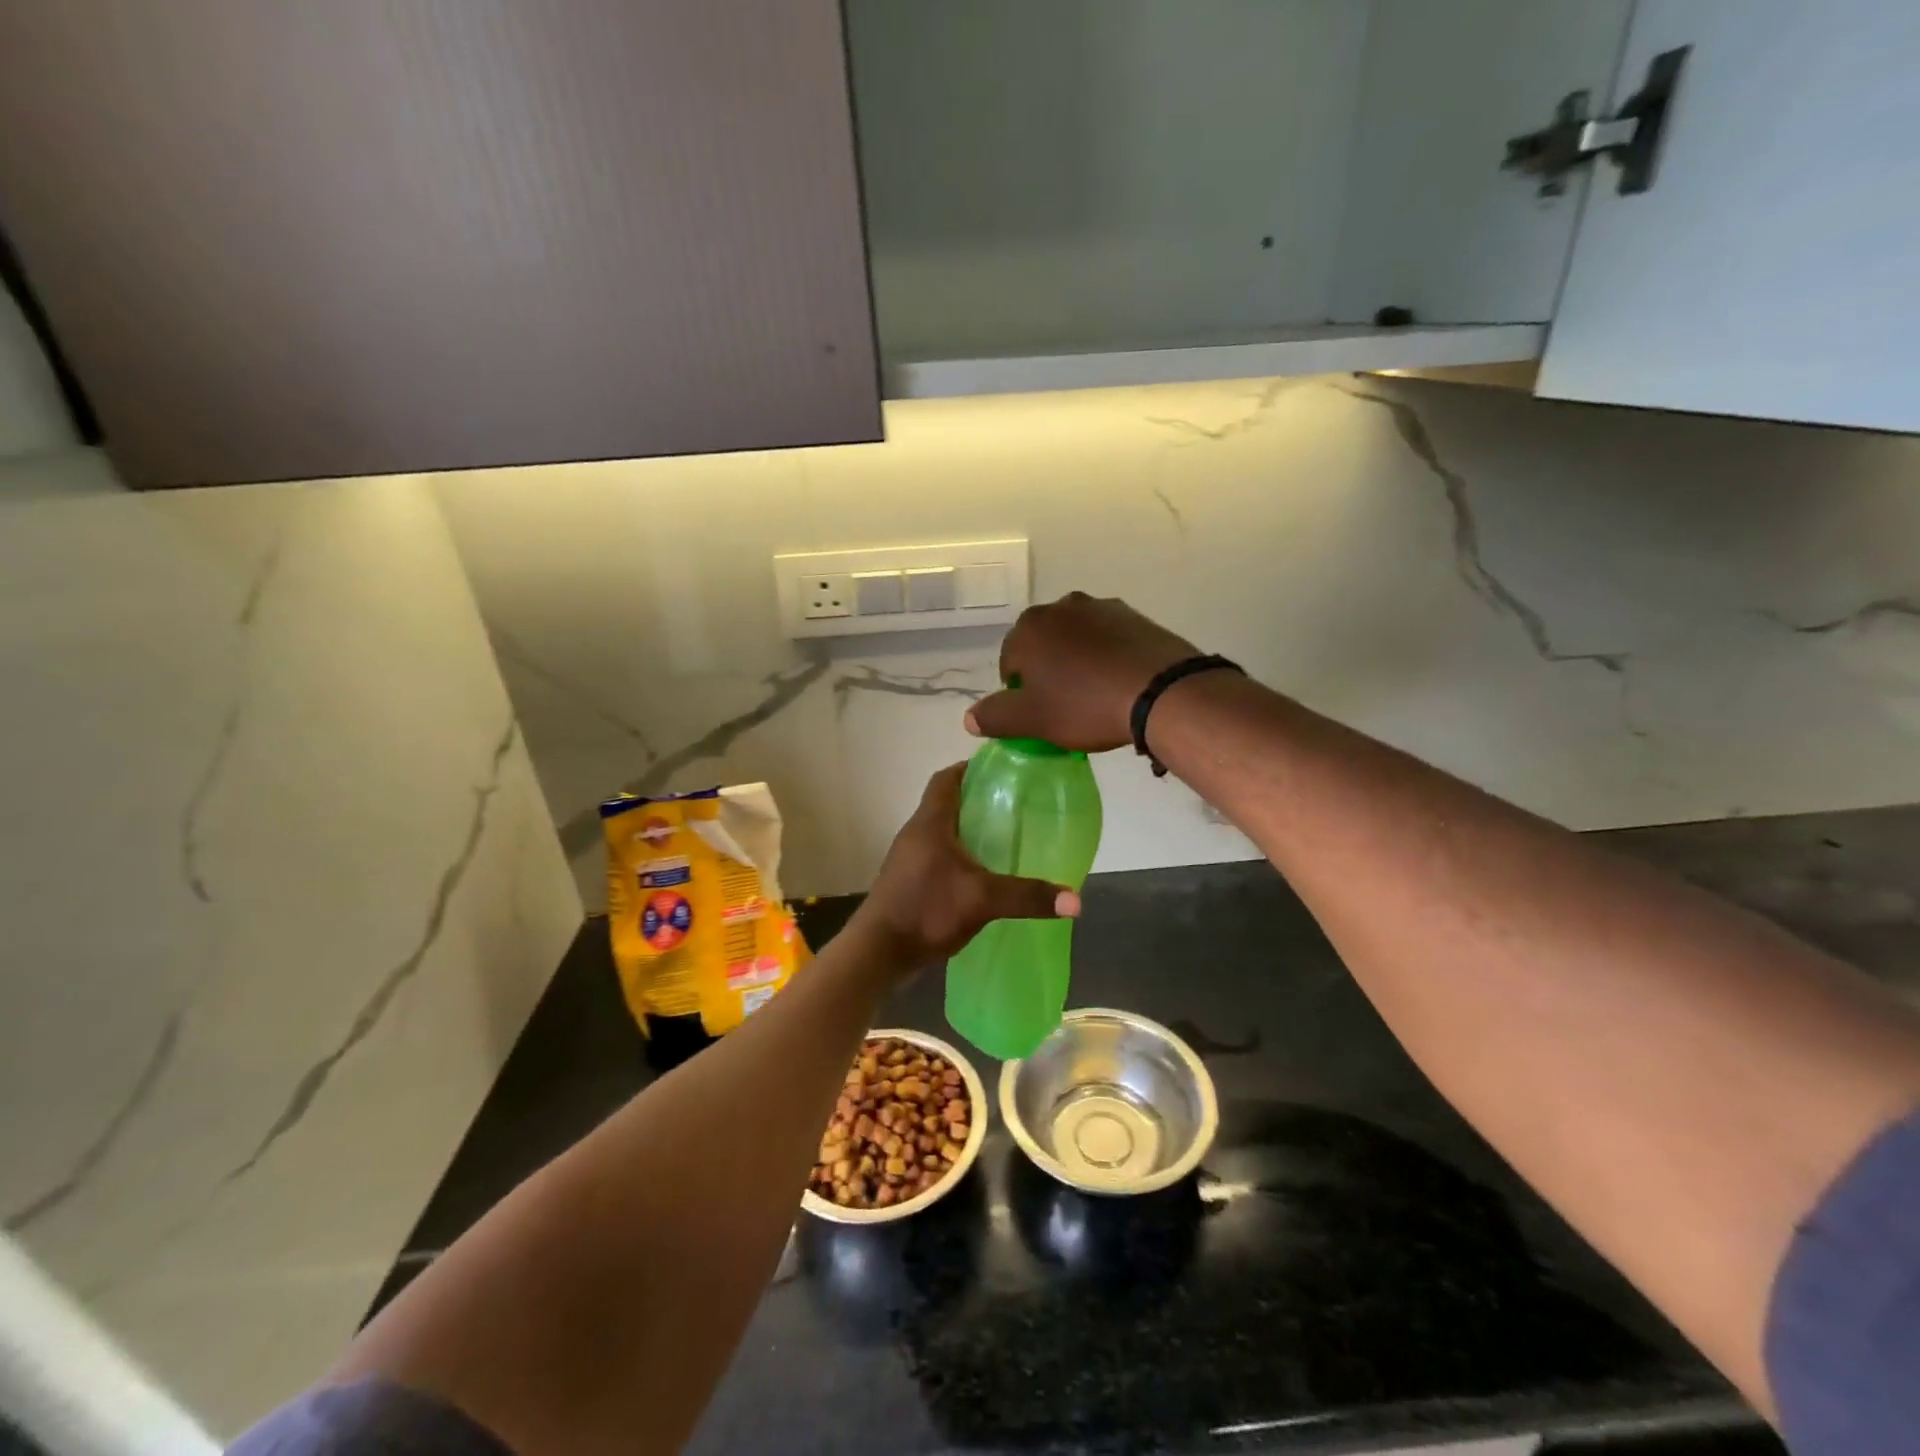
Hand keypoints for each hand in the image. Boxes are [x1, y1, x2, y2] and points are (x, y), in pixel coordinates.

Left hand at [851, 764, 1079, 967]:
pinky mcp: (909, 881)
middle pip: (945, 802)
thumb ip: (1027, 896)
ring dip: (968, 829)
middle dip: (977, 799)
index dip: (970, 768)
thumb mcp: (982, 900)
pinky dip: (960, 856)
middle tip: (1013, 804)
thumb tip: (1076, 901)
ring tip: (1004, 836)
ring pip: (942, 831)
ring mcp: (909, 858)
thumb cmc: (925, 911)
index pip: (946, 778)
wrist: (878, 952)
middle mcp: (916, 833)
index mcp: (929, 823)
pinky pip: (938, 855)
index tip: (1000, 770)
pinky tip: (982, 874)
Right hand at [967, 593, 1197, 751]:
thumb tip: (969, 718)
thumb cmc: (1085, 704)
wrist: (1161, 691)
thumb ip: (995, 716)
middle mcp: (1062, 607)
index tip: (1038, 714)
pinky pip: (1109, 640)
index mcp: (1030, 627)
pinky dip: (1107, 658)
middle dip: (1048, 671)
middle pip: (1043, 645)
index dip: (1019, 691)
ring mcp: (1102, 608)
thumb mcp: (1033, 720)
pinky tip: (1119, 684)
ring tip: (1095, 696)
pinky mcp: (1136, 617)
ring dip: (1077, 662)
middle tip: (1064, 706)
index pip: (1010, 660)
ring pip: (1077, 640)